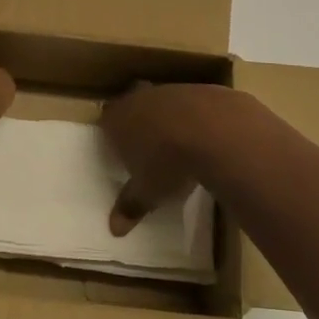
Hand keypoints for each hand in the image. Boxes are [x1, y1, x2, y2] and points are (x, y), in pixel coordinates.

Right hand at [100, 82, 250, 235]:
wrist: (212, 130)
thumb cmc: (168, 163)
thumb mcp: (147, 192)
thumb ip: (130, 206)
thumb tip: (114, 229)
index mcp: (117, 121)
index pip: (106, 122)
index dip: (111, 136)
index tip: (120, 153)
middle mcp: (138, 99)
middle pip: (131, 105)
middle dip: (137, 122)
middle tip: (145, 146)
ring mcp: (169, 91)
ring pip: (160, 102)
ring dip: (166, 119)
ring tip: (177, 144)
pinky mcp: (197, 89)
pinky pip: (188, 104)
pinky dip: (192, 118)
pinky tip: (203, 137)